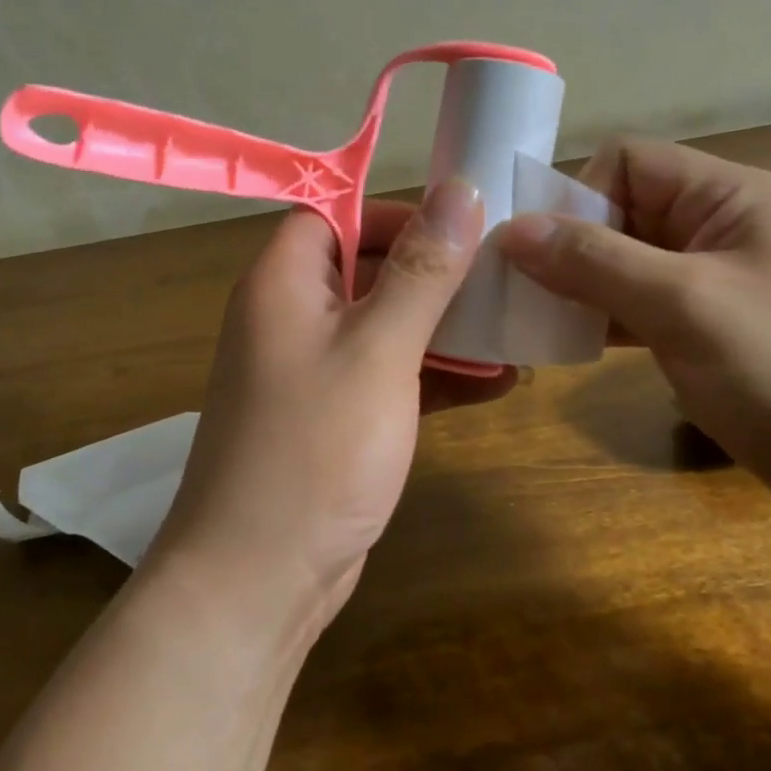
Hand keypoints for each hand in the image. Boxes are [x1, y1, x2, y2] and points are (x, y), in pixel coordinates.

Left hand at [149, 181, 512, 631]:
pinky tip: (496, 384)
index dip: (398, 213)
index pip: (338, 214)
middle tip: (504, 277)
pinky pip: (389, 374)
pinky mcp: (334, 416)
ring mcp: (313, 369)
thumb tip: (462, 188)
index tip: (463, 227)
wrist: (257, 582)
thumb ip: (423, 270)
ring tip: (513, 330)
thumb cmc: (315, 449)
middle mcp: (292, 316)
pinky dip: (435, 374)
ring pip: (385, 323)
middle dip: (436, 272)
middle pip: (368, 266)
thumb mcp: (379, 349)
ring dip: (445, 327)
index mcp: (284, 282)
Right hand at [499, 138, 770, 549]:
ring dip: (582, 287)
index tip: (540, 253)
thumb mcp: (686, 304)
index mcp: (726, 196)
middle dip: (569, 246)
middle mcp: (720, 229)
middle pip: (622, 212)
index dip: (577, 195)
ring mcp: (719, 285)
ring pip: (628, 265)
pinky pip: (645, 310)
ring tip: (536, 323)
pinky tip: (574, 347)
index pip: (627, 162)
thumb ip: (595, 261)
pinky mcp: (716, 337)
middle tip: (520, 294)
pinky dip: (608, 321)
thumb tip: (511, 230)